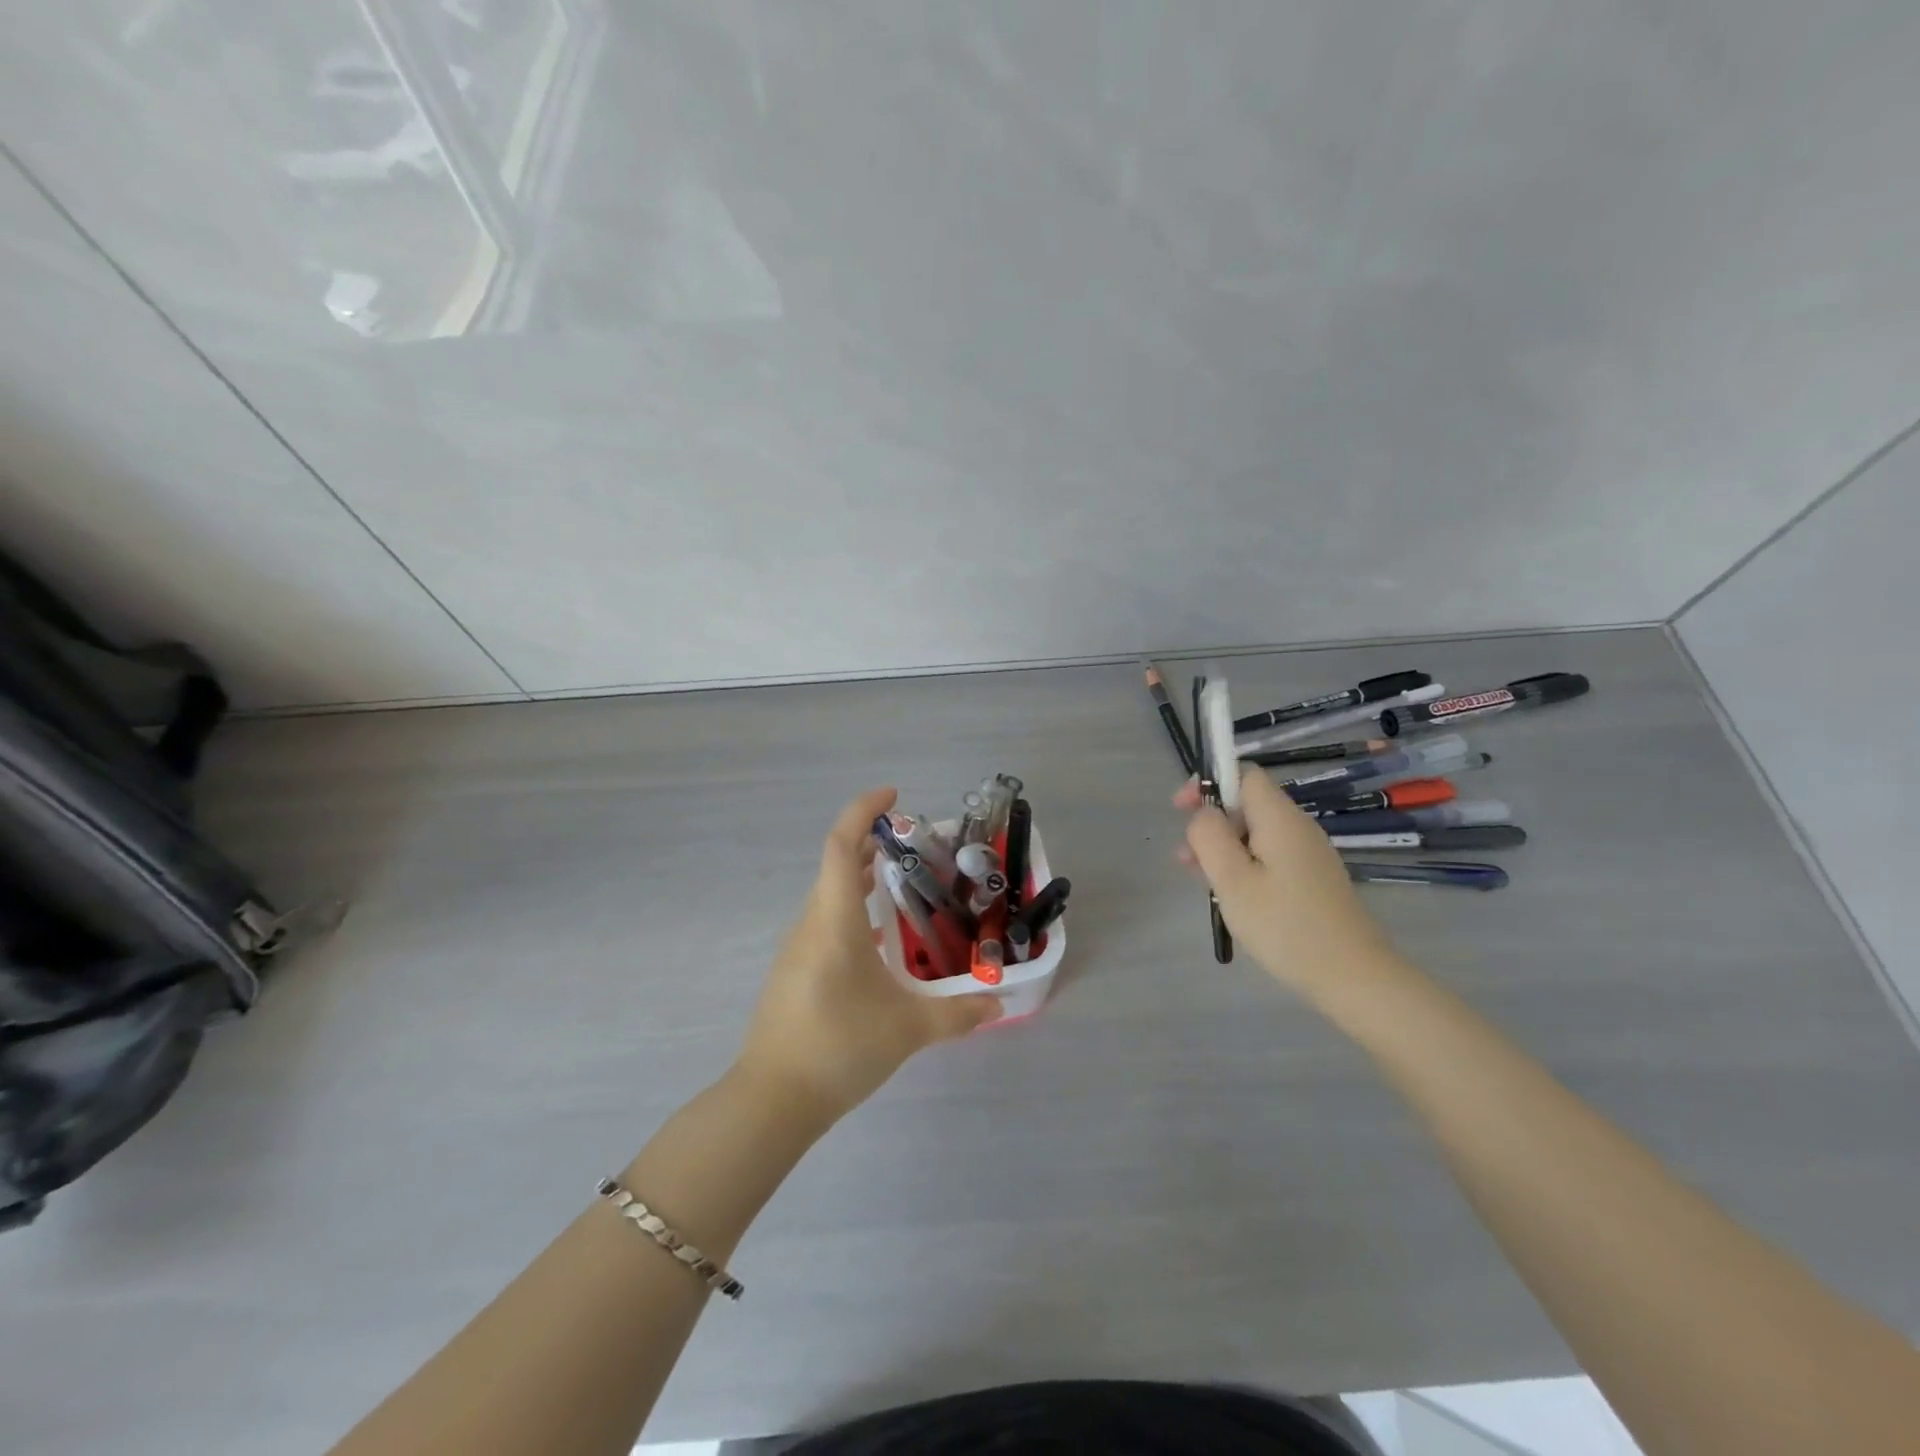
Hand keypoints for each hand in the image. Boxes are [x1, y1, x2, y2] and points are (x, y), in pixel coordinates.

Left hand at [736, 787, 1001, 1120]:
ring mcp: (798, 947)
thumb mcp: (908, 1029)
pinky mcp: (794, 971)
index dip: (864, 811)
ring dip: (861, 876)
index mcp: (834, 919)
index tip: (894, 795)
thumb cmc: (840, 1047)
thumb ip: (958, 1013)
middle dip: (872, 842)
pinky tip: (878, 938)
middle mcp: (812, 923)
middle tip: (915, 843)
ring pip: (830, 894)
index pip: (842, 845)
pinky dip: (852, 908)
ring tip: (901, 881)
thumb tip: (999, 1004)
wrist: (772, 1100)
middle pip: (837, 864)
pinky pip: (825, 921)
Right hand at [1177, 767, 1402, 999]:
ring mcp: (1308, 854)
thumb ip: (1209, 836)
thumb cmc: (1284, 925)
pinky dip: (1244, 866)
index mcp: (1279, 818)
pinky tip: (1232, 897)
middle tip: (1185, 858)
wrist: (1353, 977)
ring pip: (1255, 834)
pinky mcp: (1312, 879)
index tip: (1181, 809)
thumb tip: (1203, 813)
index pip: (1243, 774)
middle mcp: (1297, 827)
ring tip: (1200, 881)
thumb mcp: (1232, 879)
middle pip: (1247, 805)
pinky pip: (1270, 857)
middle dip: (1211, 823)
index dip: (1209, 782)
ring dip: (1223, 848)